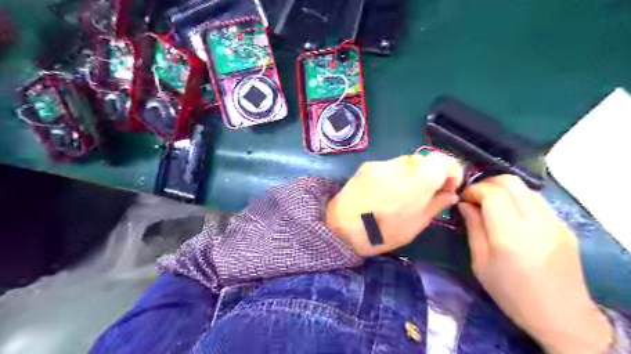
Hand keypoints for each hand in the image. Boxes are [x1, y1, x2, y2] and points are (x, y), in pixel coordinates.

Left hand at [326, 152, 461, 257]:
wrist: (342, 228)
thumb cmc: (384, 231)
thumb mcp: (417, 224)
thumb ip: (437, 204)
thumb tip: (450, 194)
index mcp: (421, 177)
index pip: (447, 161)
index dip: (453, 174)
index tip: (447, 190)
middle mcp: (403, 162)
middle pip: (427, 161)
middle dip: (432, 175)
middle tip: (426, 195)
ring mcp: (383, 162)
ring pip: (407, 163)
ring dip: (412, 176)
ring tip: (402, 196)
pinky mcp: (367, 165)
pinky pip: (389, 167)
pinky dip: (394, 176)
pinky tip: (384, 193)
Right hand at [460, 175, 611, 352]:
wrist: (561, 316)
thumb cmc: (511, 293)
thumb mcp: (481, 263)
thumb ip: (473, 228)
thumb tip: (465, 205)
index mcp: (510, 234)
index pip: (492, 192)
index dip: (473, 190)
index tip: (463, 200)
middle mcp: (536, 222)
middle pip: (510, 182)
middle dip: (487, 183)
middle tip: (475, 198)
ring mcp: (555, 222)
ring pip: (525, 188)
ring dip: (504, 190)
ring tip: (491, 205)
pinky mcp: (564, 226)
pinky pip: (537, 201)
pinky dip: (518, 199)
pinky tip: (511, 216)